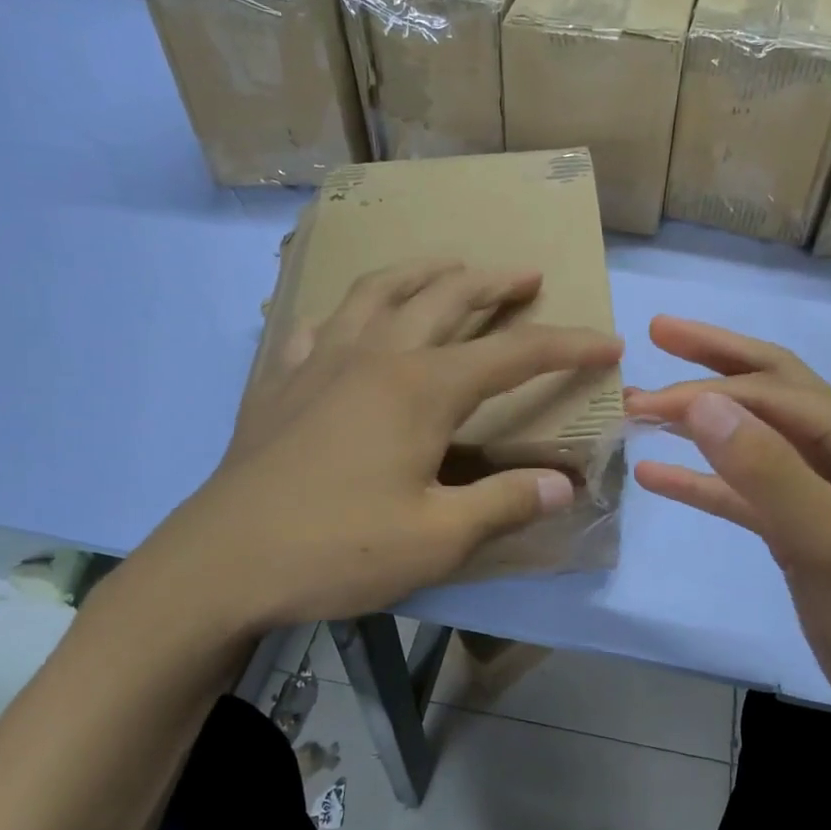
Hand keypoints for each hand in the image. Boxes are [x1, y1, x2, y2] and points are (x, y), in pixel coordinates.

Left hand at [128, 263, 620, 640]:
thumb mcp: (437, 539)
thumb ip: (504, 504)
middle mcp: (375, 357)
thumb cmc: (337, 549)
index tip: (609, 342)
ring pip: (378, 292)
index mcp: (421, 389)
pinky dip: (347, 312)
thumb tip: (563, 485)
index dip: (567, 346)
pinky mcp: (280, 382)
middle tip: (526, 276)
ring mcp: (321, 362)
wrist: (221, 563)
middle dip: (494, 284)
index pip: (513, 354)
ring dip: (422, 273)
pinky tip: (349, 323)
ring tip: (447, 266)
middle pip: (445, 299)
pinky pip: (319, 326)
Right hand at [625, 317, 830, 729]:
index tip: (641, 400)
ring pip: (754, 436)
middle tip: (656, 330)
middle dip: (712, 361)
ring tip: (641, 406)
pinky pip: (750, 488)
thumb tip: (702, 400)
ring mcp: (829, 483)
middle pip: (770, 388)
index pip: (773, 392)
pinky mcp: (807, 521)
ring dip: (700, 422)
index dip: (705, 389)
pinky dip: (707, 479)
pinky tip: (658, 474)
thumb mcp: (824, 537)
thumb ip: (763, 465)